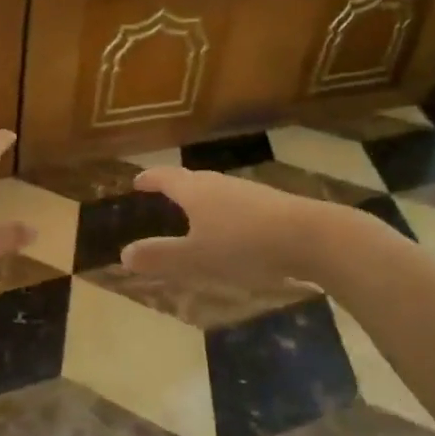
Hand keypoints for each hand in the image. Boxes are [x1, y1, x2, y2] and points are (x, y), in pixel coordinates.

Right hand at [121, 166, 347, 287]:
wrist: (311, 238)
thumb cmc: (244, 245)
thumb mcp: (196, 258)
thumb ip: (161, 257)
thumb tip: (123, 255)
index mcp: (196, 192)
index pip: (166, 178)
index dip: (150, 179)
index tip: (137, 181)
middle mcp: (220, 184)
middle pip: (192, 180)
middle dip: (175, 187)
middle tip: (162, 194)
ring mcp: (248, 192)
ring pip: (216, 191)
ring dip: (201, 199)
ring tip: (193, 213)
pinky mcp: (271, 205)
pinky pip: (236, 204)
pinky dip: (223, 212)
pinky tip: (231, 230)